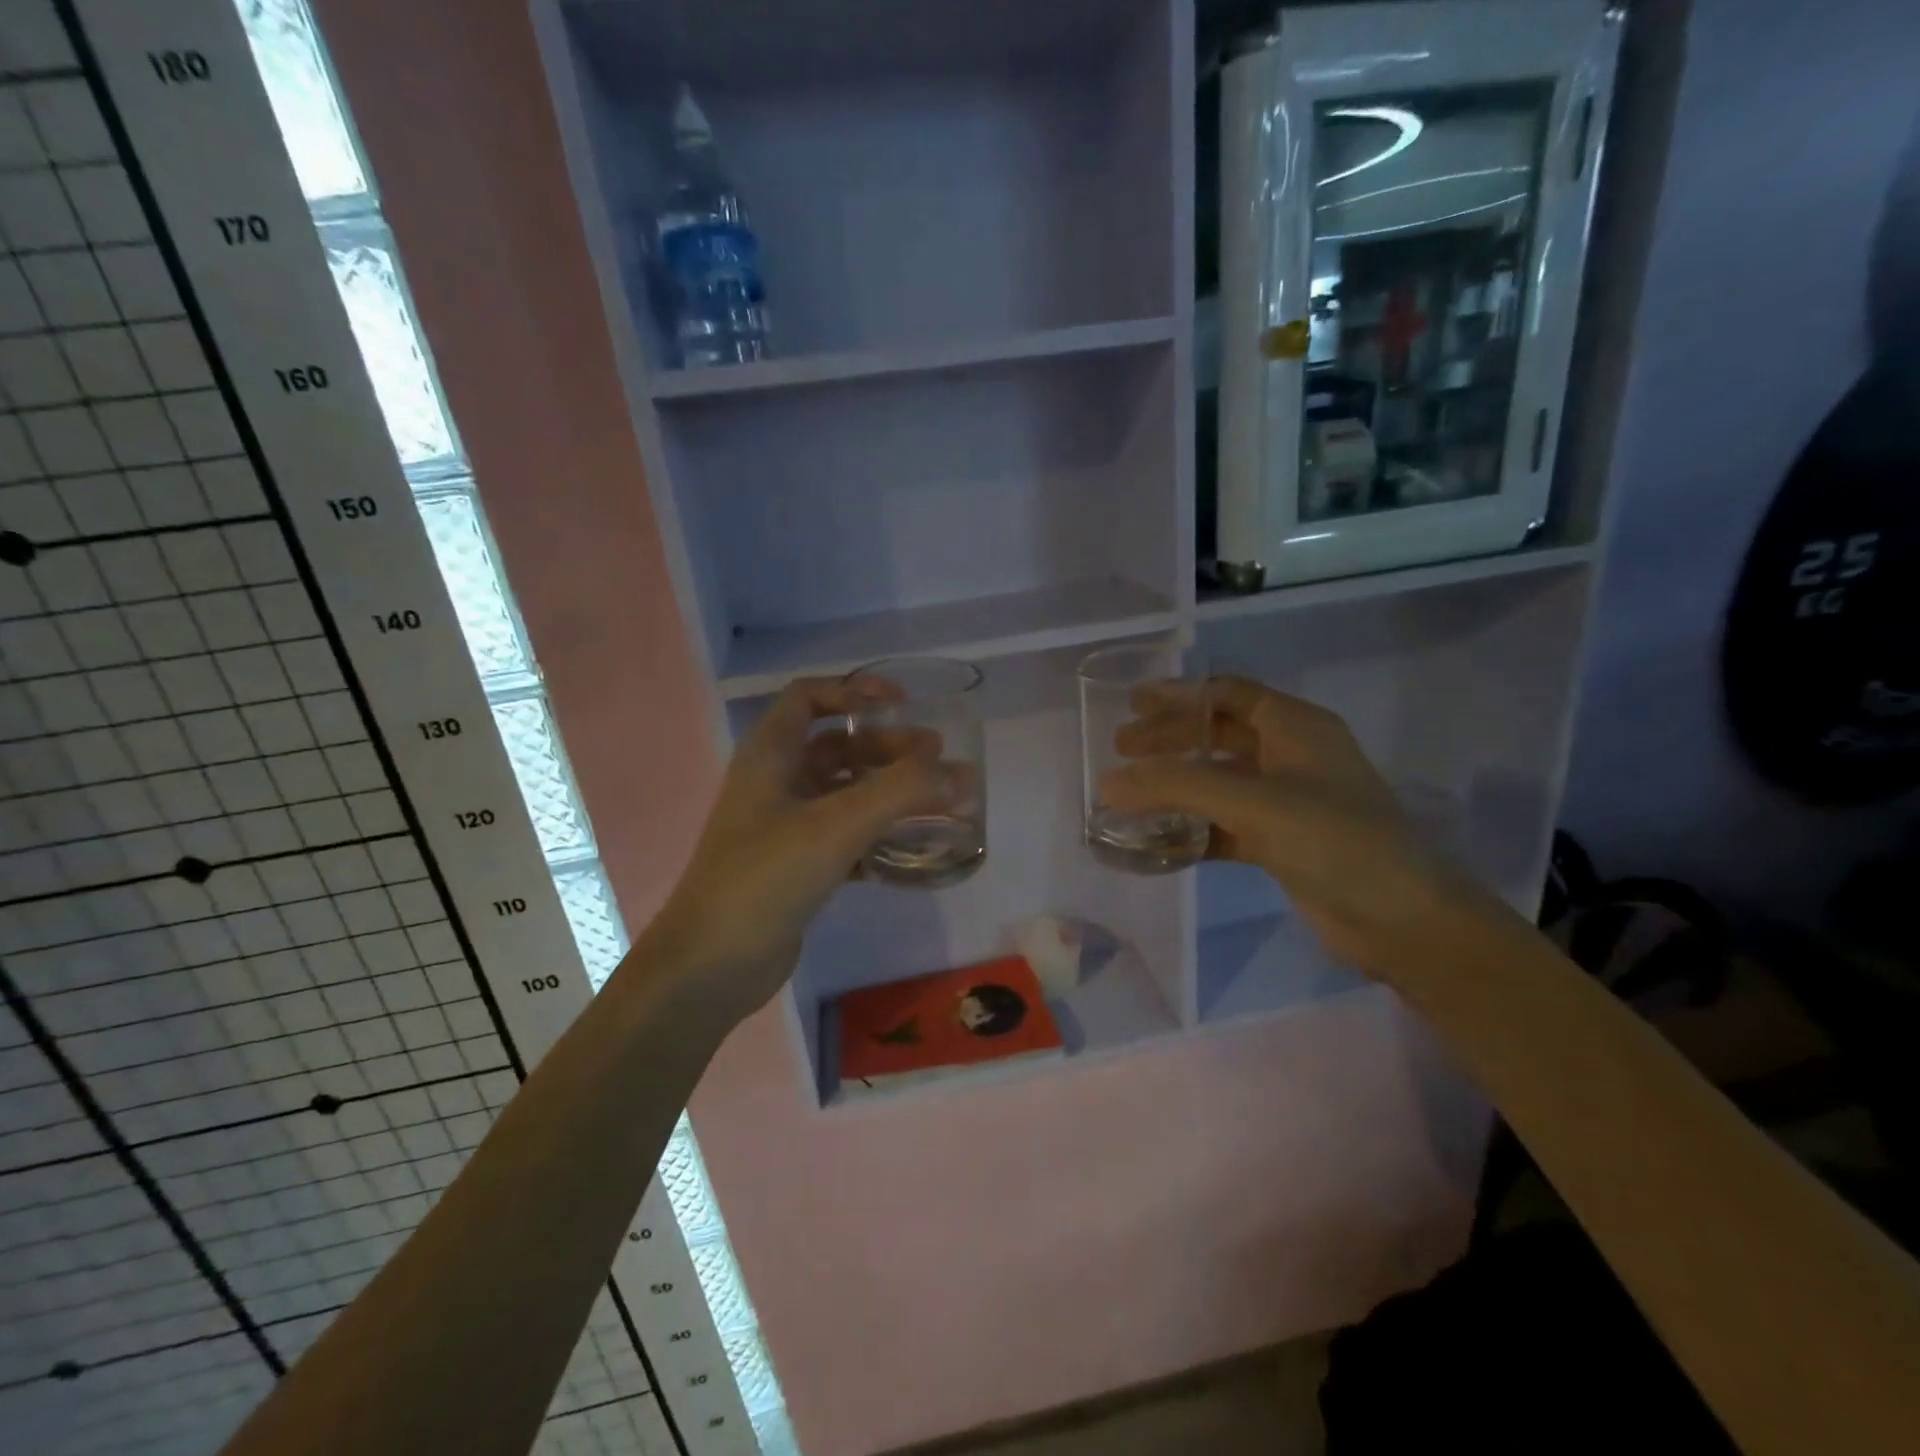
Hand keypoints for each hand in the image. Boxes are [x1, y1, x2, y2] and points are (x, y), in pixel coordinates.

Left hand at [639, 676, 952, 1026]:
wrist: (712, 964)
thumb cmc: (766, 877)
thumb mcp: (837, 825)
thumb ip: (902, 793)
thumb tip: (960, 772)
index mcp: (769, 755)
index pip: (808, 697)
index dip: (853, 690)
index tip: (901, 704)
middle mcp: (774, 782)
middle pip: (836, 746)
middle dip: (886, 747)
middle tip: (936, 759)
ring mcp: (783, 826)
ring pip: (843, 792)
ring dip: (887, 791)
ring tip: (936, 801)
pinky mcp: (796, 865)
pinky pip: (844, 834)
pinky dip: (876, 834)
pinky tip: (911, 847)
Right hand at [1103, 677, 1494, 982]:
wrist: (1402, 920)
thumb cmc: (1335, 840)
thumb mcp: (1254, 803)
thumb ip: (1178, 787)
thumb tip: (1108, 783)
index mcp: (1296, 727)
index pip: (1229, 694)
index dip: (1180, 695)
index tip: (1132, 703)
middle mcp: (1292, 756)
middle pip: (1218, 735)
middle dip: (1169, 739)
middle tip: (1121, 748)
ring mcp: (1288, 801)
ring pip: (1218, 781)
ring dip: (1176, 785)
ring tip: (1128, 793)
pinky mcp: (1281, 842)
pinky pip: (1224, 824)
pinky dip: (1191, 827)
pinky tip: (1157, 838)